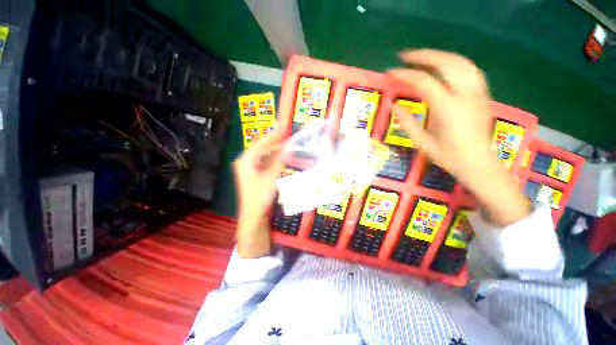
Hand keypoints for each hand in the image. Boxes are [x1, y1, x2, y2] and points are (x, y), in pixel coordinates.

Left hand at [233, 130, 286, 257]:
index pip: (260, 143)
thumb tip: (290, 147)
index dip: (273, 136)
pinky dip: (275, 160)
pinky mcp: (256, 174)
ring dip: (277, 152)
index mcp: (245, 160)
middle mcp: (246, 162)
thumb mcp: (271, 177)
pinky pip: (266, 163)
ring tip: (289, 147)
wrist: (253, 215)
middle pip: (263, 148)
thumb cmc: (259, 196)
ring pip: (265, 155)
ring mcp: (250, 168)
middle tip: (290, 138)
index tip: (285, 130)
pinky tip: (284, 158)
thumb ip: (280, 161)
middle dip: (276, 143)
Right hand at [388, 49, 530, 225]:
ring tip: (422, 57)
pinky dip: (454, 62)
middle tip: (405, 56)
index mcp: (448, 110)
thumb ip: (407, 122)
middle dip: (424, 56)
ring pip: (461, 62)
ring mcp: (477, 93)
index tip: (391, 72)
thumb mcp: (421, 143)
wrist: (478, 162)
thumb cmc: (447, 156)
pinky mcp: (482, 94)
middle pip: (446, 63)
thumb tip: (393, 105)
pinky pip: (470, 69)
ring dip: (439, 55)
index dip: (405, 75)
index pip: (424, 82)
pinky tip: (444, 66)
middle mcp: (465, 95)